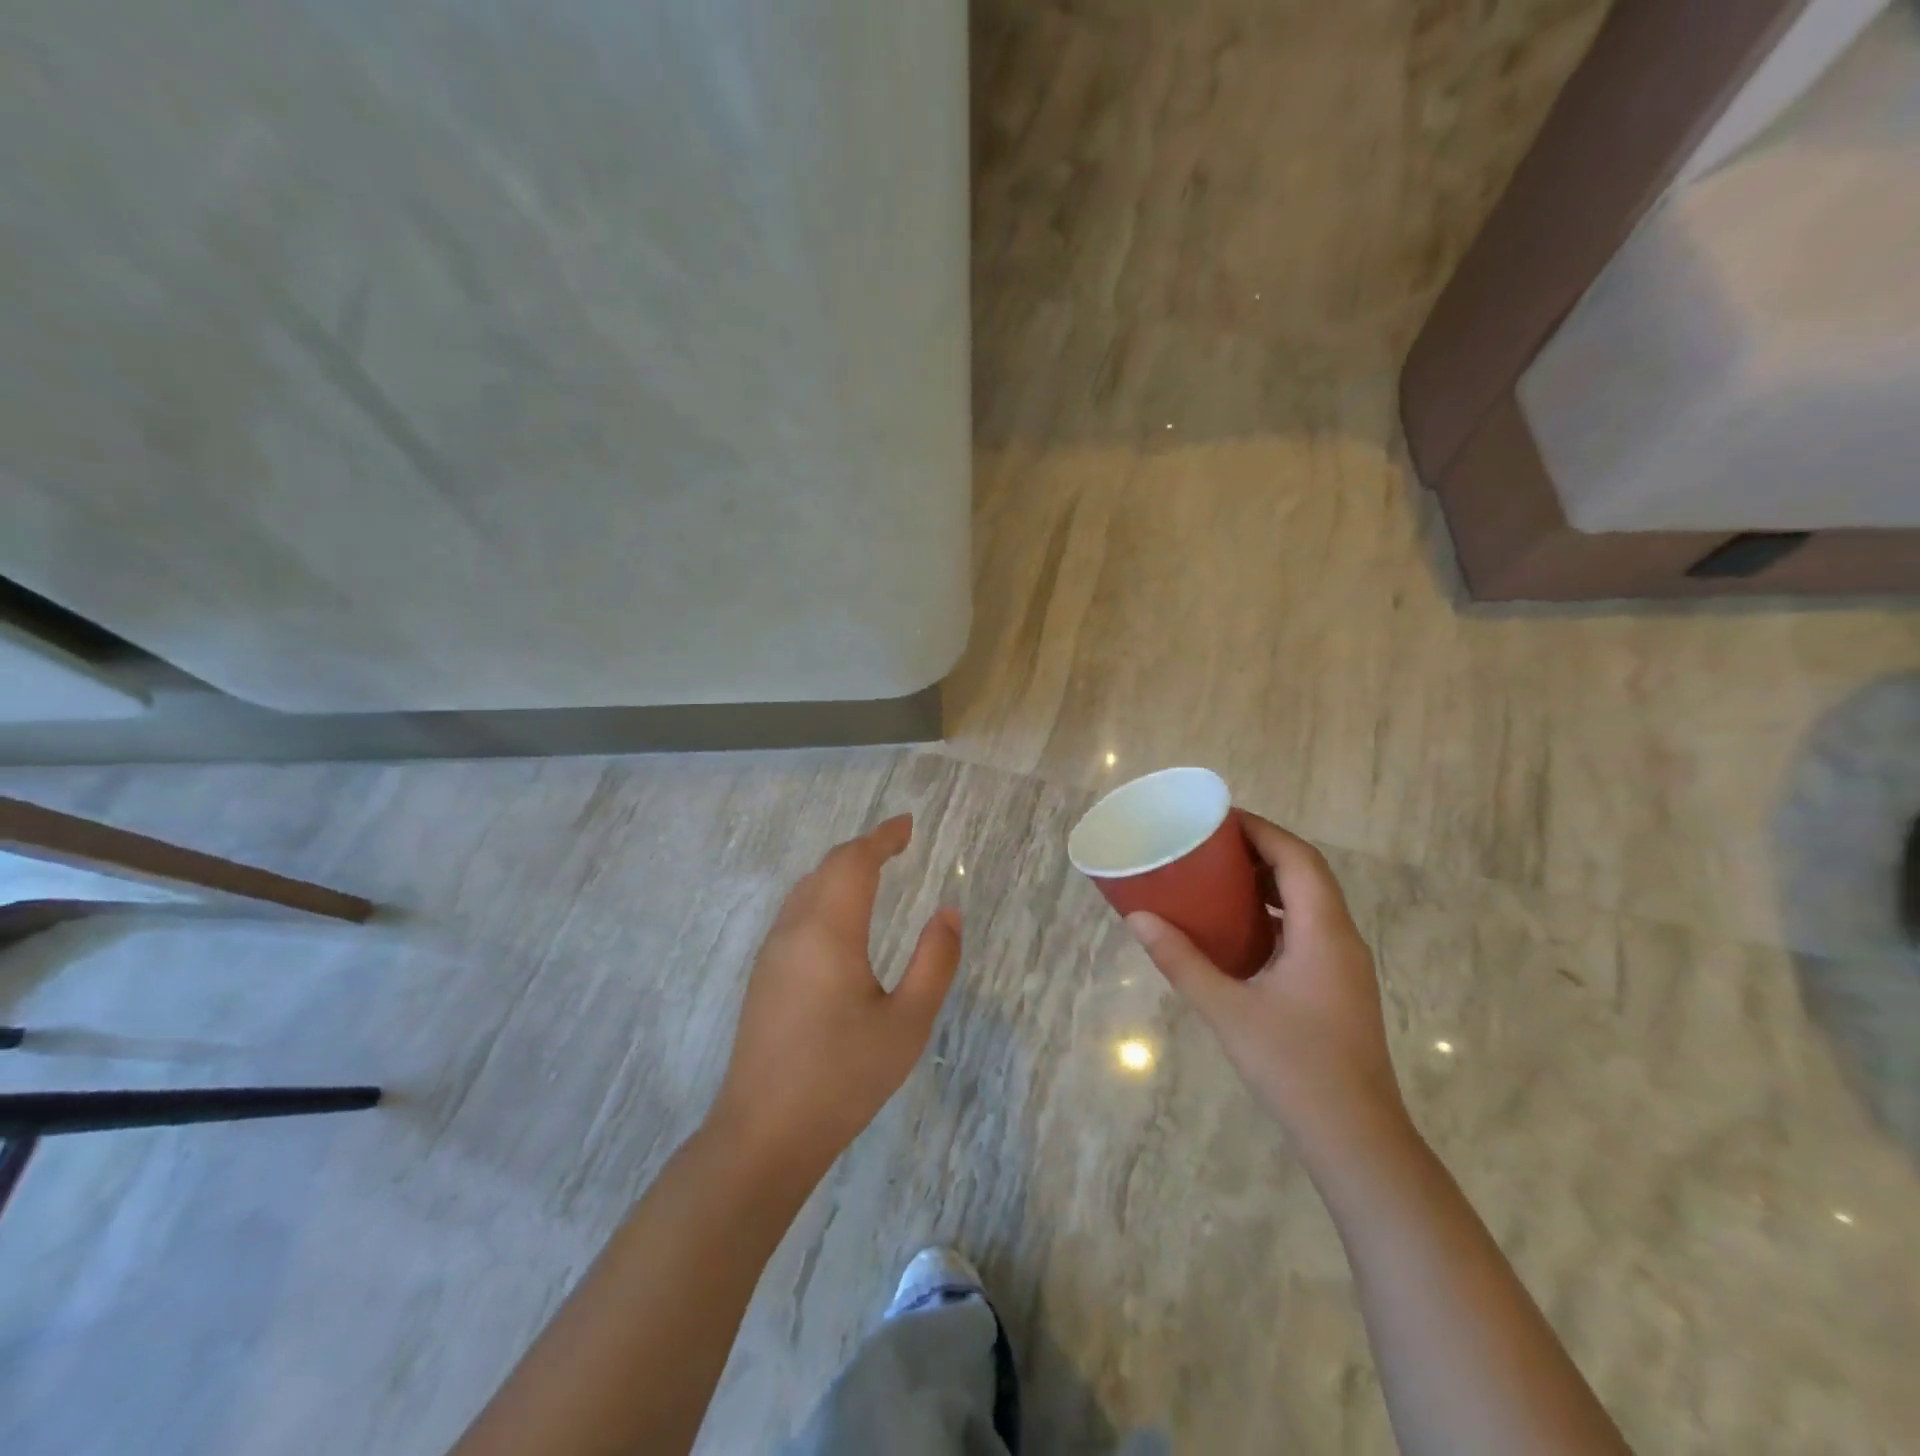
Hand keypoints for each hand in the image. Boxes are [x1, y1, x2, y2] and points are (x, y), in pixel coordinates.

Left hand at [711, 815, 960, 1175]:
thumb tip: (949, 911)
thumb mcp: (907, 1022)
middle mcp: (794, 929)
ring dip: (840, 869)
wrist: (763, 1134)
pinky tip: (839, 915)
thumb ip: (935, 961)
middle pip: (828, 868)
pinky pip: (796, 911)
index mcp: (829, 931)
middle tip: (897, 843)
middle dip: (863, 849)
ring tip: (873, 870)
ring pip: (807, 888)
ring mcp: (772, 952)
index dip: (882, 837)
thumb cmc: (844, 1077)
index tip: (907, 825)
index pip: (855, 862)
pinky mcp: (763, 975)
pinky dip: (824, 892)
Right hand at [1126, 813, 1407, 1165]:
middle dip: (1262, 850)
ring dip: (1269, 881)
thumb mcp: (1228, 1010)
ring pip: (1309, 902)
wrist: (1357, 1139)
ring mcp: (1343, 965)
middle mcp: (1340, 938)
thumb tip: (1138, 919)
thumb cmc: (1294, 1067)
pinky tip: (1239, 930)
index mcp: (1322, 932)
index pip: (1297, 859)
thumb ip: (1182, 961)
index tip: (1220, 818)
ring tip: (1219, 876)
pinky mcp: (1337, 986)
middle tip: (1212, 843)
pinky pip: (1306, 929)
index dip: (1262, 831)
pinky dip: (1274, 913)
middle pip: (1306, 874)